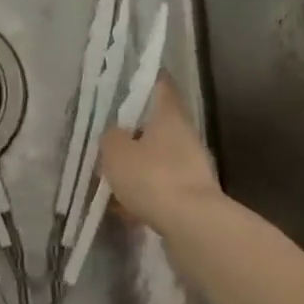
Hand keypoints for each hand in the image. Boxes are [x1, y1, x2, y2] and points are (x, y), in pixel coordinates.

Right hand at [98, 77, 220, 230]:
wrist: (192, 225)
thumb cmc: (152, 177)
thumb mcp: (116, 152)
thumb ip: (111, 138)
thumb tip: (115, 134)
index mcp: (169, 116)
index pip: (161, 86)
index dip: (147, 79)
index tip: (133, 78)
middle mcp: (185, 136)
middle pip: (157, 126)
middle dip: (134, 134)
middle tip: (110, 142)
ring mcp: (193, 166)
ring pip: (158, 159)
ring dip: (138, 168)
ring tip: (112, 182)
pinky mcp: (193, 195)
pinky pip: (162, 187)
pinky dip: (145, 194)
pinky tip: (125, 210)